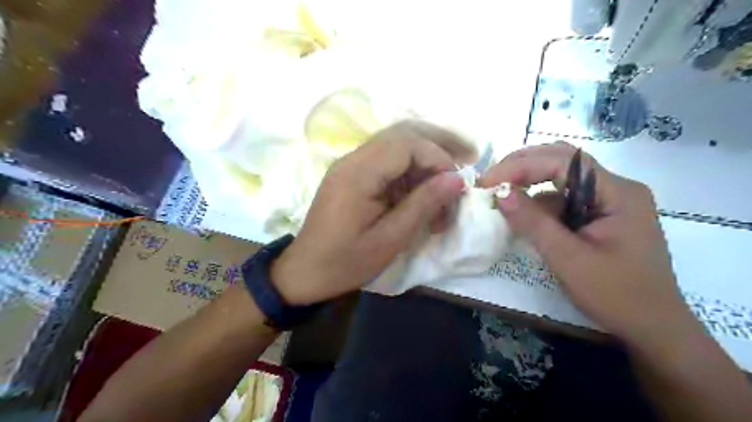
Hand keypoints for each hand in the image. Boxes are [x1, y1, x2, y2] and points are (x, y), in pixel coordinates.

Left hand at [270, 120, 471, 305]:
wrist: (304, 272)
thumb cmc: (346, 262)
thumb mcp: (390, 239)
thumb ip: (423, 204)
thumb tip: (456, 179)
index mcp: (359, 173)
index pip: (407, 143)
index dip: (438, 157)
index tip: (457, 183)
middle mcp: (353, 159)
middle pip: (402, 133)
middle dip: (438, 143)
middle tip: (468, 155)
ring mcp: (351, 165)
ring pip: (396, 144)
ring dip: (426, 155)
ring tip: (451, 172)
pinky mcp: (352, 175)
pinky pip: (386, 161)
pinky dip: (410, 169)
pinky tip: (425, 187)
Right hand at [481, 142, 692, 345]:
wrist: (651, 329)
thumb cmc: (616, 295)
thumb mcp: (568, 258)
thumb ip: (533, 222)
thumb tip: (499, 193)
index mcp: (617, 192)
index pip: (563, 162)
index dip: (521, 166)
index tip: (488, 181)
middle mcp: (615, 188)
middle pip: (563, 162)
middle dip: (523, 167)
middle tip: (490, 180)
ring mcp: (608, 202)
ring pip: (560, 181)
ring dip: (528, 185)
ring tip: (499, 197)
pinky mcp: (598, 217)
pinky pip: (563, 201)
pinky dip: (538, 206)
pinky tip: (521, 217)